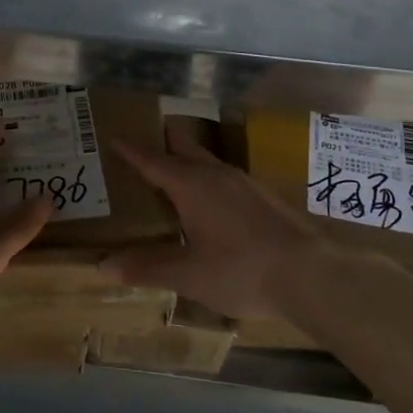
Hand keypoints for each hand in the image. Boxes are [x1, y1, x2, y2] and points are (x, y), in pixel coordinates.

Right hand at [103, 128, 327, 318]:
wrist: (311, 275)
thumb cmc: (241, 271)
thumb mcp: (189, 276)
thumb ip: (146, 268)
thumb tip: (102, 266)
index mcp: (192, 185)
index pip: (152, 160)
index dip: (131, 150)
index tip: (113, 137)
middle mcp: (216, 174)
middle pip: (183, 147)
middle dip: (162, 142)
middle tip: (141, 145)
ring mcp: (244, 183)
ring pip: (207, 161)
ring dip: (186, 161)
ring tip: (172, 175)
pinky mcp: (263, 196)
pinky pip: (224, 177)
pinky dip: (207, 179)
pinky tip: (210, 203)